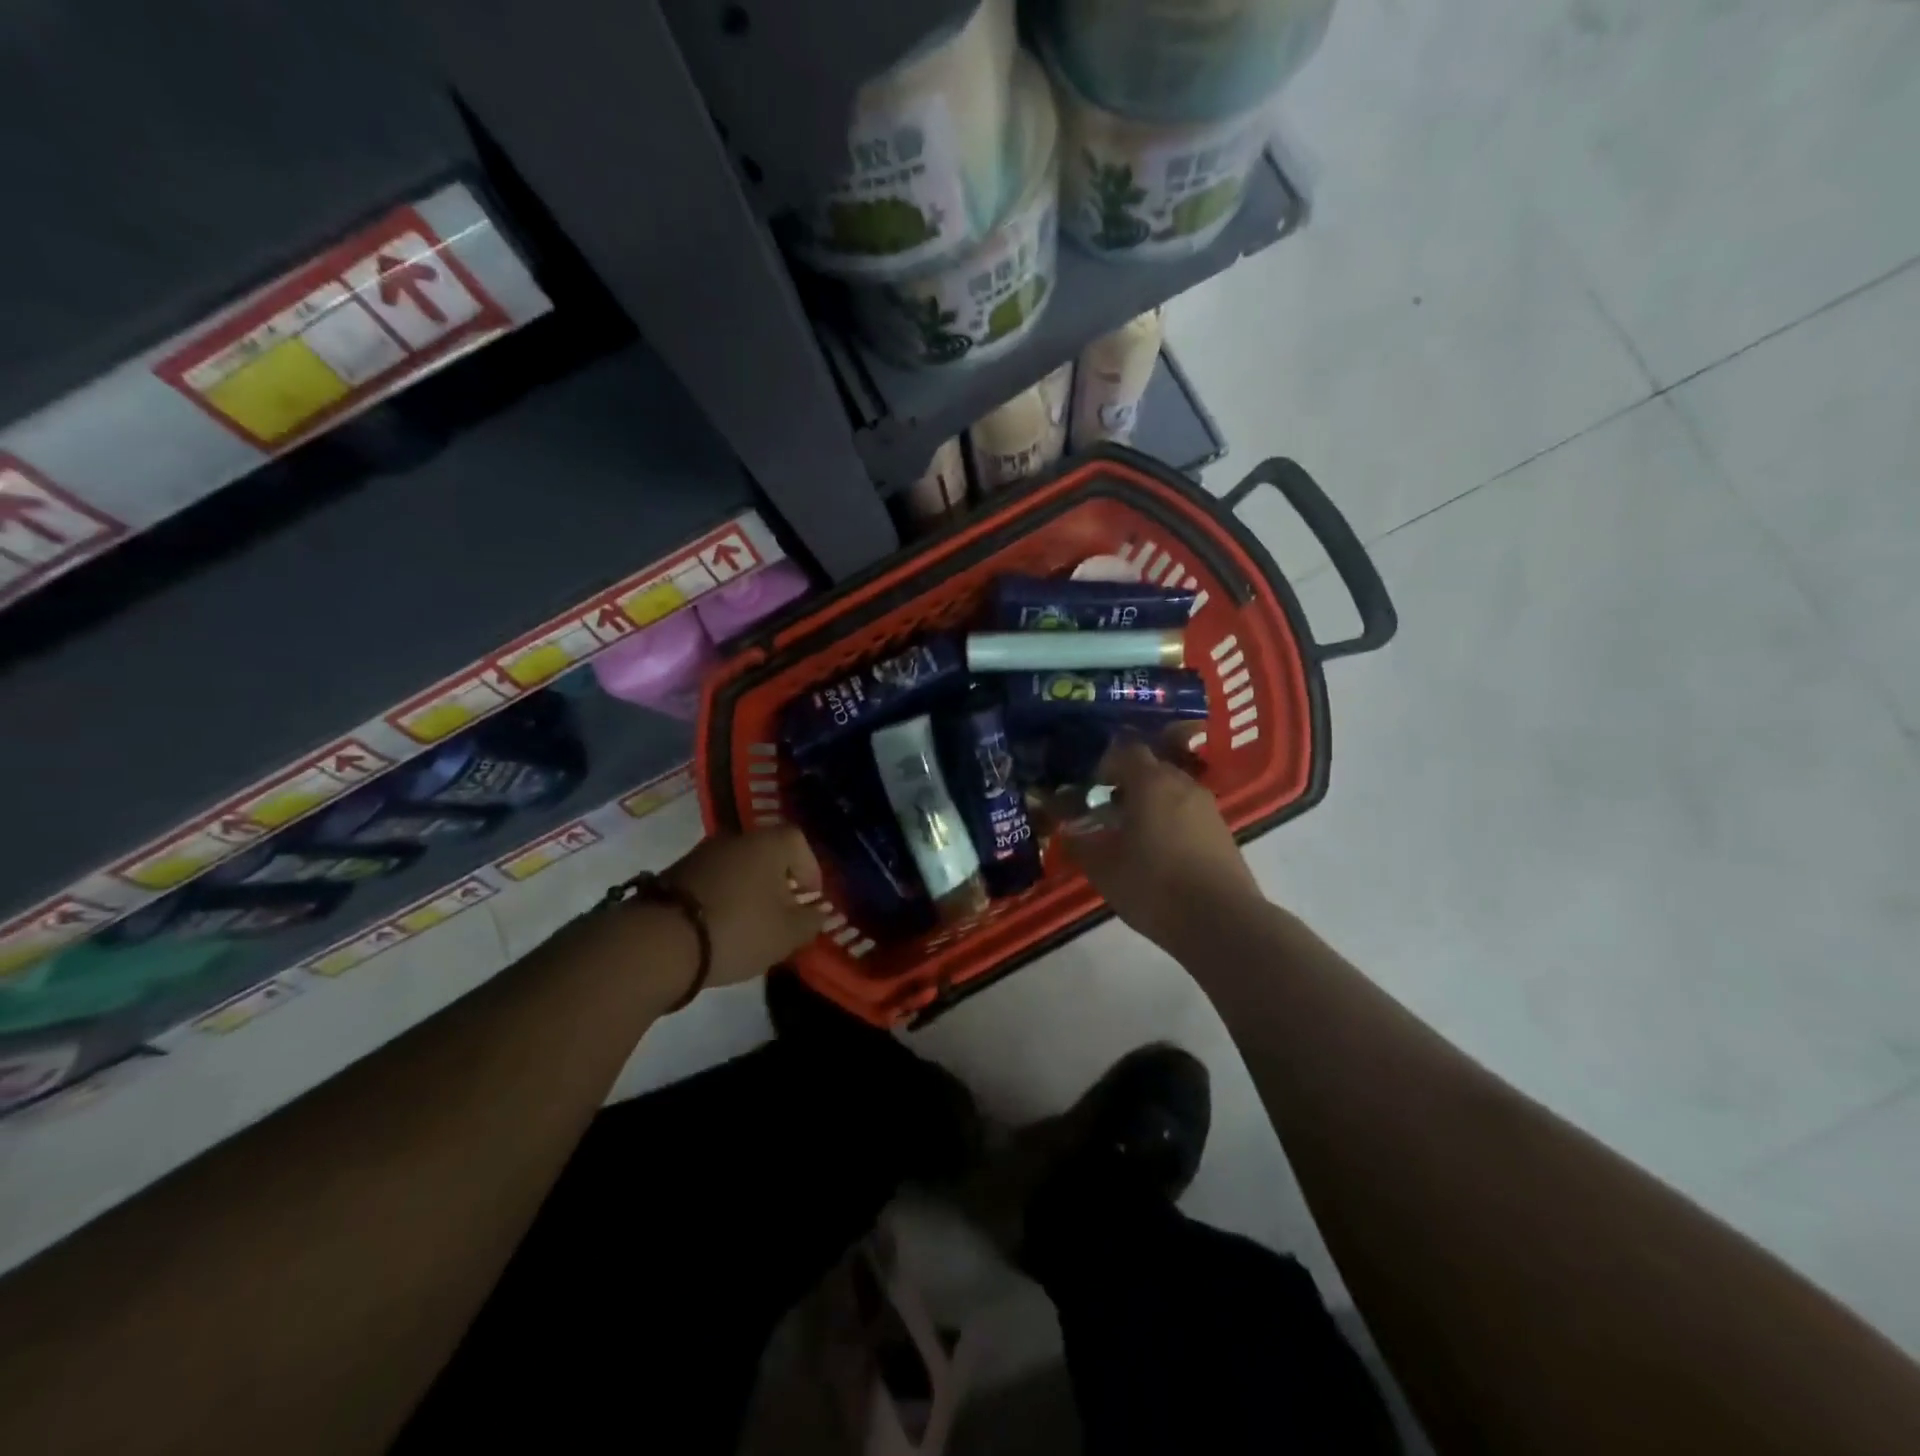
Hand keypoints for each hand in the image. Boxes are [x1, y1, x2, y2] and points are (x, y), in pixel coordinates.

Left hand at [664, 826, 823, 986]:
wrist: (659, 941)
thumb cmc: (738, 929)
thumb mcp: (787, 934)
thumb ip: (811, 921)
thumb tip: (819, 912)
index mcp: (769, 843)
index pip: (799, 843)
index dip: (810, 870)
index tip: (811, 899)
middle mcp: (736, 837)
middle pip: (767, 853)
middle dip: (779, 881)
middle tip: (784, 912)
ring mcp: (702, 853)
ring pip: (738, 866)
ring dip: (749, 889)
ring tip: (752, 923)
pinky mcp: (675, 873)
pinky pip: (713, 880)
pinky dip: (723, 897)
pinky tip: (721, 925)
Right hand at [1063, 736, 1262, 946]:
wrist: (1222, 922)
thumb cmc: (1154, 886)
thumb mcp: (1103, 869)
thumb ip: (1080, 845)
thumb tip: (1068, 832)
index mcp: (1151, 782)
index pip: (1126, 751)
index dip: (1104, 764)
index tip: (1088, 787)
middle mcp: (1182, 785)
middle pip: (1151, 770)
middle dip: (1127, 784)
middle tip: (1106, 811)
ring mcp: (1208, 808)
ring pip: (1172, 792)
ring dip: (1151, 805)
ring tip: (1132, 835)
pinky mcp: (1223, 833)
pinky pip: (1189, 814)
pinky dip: (1171, 823)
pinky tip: (1159, 853)